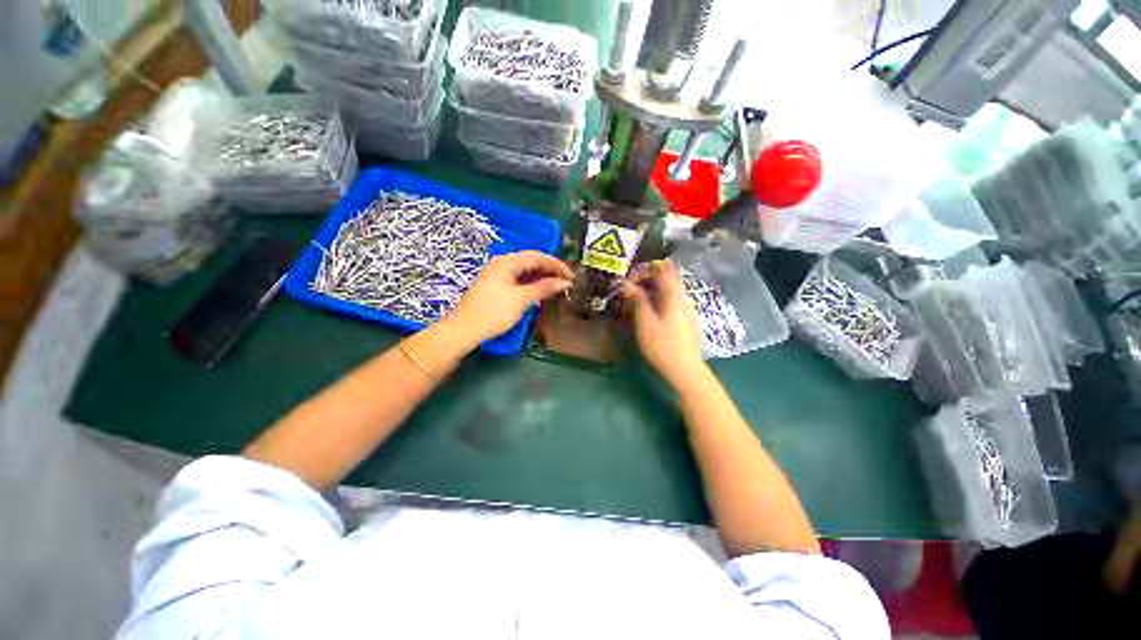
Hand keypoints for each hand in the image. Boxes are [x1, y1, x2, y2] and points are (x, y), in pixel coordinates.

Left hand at [450, 251, 574, 342]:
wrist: (465, 329)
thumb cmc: (493, 313)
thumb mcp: (521, 299)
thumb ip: (544, 288)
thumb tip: (564, 282)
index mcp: (506, 262)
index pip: (537, 257)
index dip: (556, 265)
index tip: (571, 276)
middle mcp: (502, 263)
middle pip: (531, 261)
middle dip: (550, 270)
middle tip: (566, 281)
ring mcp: (498, 274)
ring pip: (525, 270)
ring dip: (542, 277)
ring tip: (557, 286)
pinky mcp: (496, 285)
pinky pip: (519, 278)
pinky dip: (532, 283)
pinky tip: (541, 290)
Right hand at [621, 260, 705, 386]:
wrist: (685, 370)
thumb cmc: (663, 347)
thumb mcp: (645, 323)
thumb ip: (637, 300)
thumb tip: (626, 284)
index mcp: (674, 296)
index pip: (664, 269)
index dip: (646, 269)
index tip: (630, 279)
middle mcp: (682, 298)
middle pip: (665, 278)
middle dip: (645, 279)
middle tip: (628, 290)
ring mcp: (685, 309)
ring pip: (667, 290)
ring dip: (649, 290)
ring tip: (633, 301)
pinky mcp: (684, 319)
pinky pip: (668, 301)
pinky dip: (655, 300)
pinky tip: (646, 312)